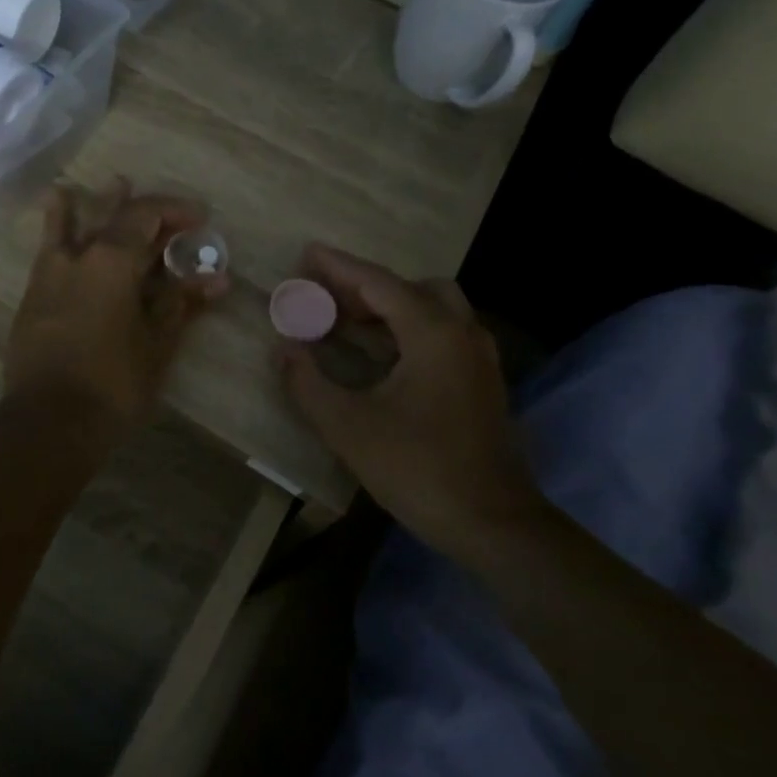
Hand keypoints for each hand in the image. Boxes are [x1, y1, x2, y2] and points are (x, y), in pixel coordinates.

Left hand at [6, 179, 227, 435]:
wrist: (48, 422)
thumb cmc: (113, 384)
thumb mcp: (157, 344)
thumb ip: (182, 304)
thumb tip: (217, 278)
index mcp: (111, 261)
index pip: (146, 216)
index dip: (175, 211)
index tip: (200, 219)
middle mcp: (76, 257)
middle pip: (112, 218)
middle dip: (144, 213)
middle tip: (168, 215)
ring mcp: (48, 275)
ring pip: (70, 226)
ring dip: (90, 206)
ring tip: (102, 185)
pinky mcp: (32, 297)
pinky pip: (48, 250)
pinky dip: (56, 228)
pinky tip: (56, 212)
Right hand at [277, 244, 544, 564]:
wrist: (493, 524)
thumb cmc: (418, 469)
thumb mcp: (348, 427)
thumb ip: (308, 383)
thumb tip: (283, 349)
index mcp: (433, 334)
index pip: (379, 284)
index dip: (339, 267)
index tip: (308, 252)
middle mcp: (462, 334)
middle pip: (413, 288)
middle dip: (368, 287)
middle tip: (327, 297)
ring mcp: (478, 359)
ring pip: (433, 311)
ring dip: (389, 309)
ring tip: (345, 323)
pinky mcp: (481, 383)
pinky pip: (442, 335)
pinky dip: (408, 331)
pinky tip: (379, 356)